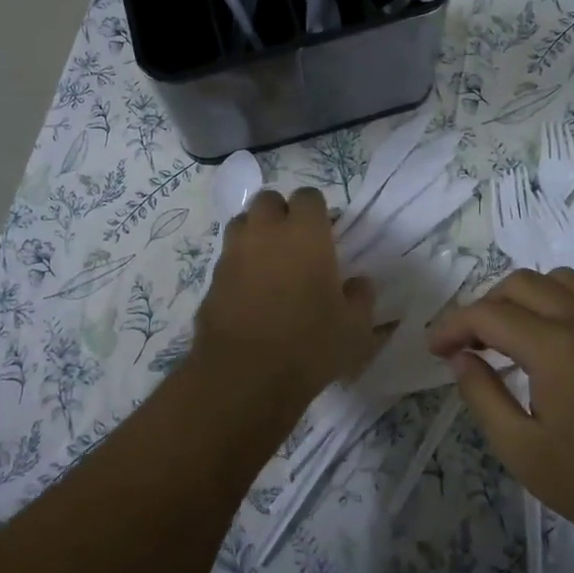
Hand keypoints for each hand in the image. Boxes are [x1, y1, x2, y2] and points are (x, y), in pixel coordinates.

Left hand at [193, 188, 377, 397]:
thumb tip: (359, 283)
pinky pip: (228, 255)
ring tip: (270, 260)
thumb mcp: (354, 327)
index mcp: (305, 233)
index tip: (326, 234)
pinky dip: (239, 262)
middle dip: (281, 213)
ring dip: (256, 232)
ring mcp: (234, 252)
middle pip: (268, 200)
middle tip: (295, 242)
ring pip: (242, 222)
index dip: (317, 211)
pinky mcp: (213, 278)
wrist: (244, 376)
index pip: (309, 196)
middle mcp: (266, 232)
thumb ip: (361, 297)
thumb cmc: (309, 345)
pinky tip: (251, 290)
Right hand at [427, 269, 573, 554]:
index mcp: (555, 345)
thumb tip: (461, 359)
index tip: (434, 349)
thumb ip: (483, 395)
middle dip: (485, 306)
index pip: (488, 313)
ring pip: (559, 281)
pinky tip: (558, 345)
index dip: (453, 326)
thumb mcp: (524, 451)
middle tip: (470, 344)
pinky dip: (560, 305)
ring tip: (512, 336)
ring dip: (525, 298)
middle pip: (520, 284)